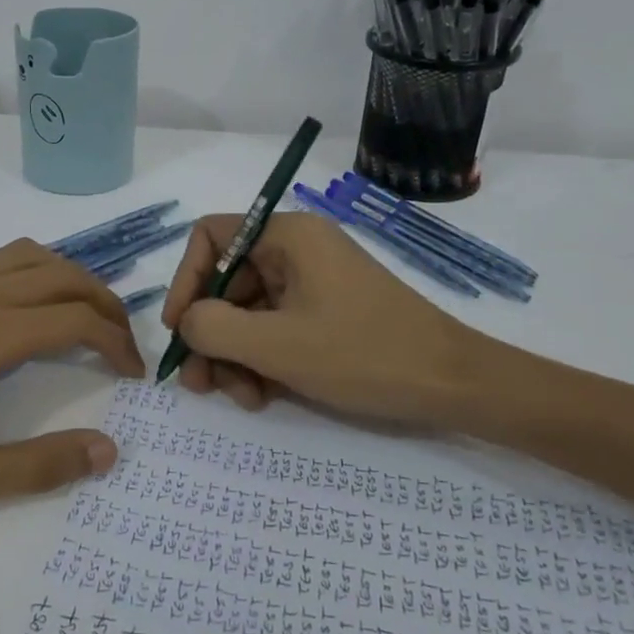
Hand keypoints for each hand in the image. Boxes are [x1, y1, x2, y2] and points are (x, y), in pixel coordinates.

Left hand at [0, 239, 144, 515]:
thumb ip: (40, 466)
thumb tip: (108, 451)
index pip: (76, 320)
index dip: (116, 342)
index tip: (133, 372)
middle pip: (63, 275)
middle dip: (105, 302)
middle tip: (122, 339)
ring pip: (28, 254)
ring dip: (67, 276)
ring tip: (83, 312)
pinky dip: (23, 266)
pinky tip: (17, 300)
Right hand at [162, 212, 485, 425]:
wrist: (453, 385)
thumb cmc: (364, 354)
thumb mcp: (276, 344)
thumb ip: (213, 327)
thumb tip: (188, 322)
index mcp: (287, 236)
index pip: (211, 237)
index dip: (185, 280)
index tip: (180, 329)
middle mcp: (296, 251)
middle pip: (226, 282)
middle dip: (210, 334)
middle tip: (200, 384)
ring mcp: (312, 284)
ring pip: (247, 313)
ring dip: (234, 356)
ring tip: (240, 397)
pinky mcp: (324, 314)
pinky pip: (274, 329)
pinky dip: (260, 360)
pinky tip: (262, 396)